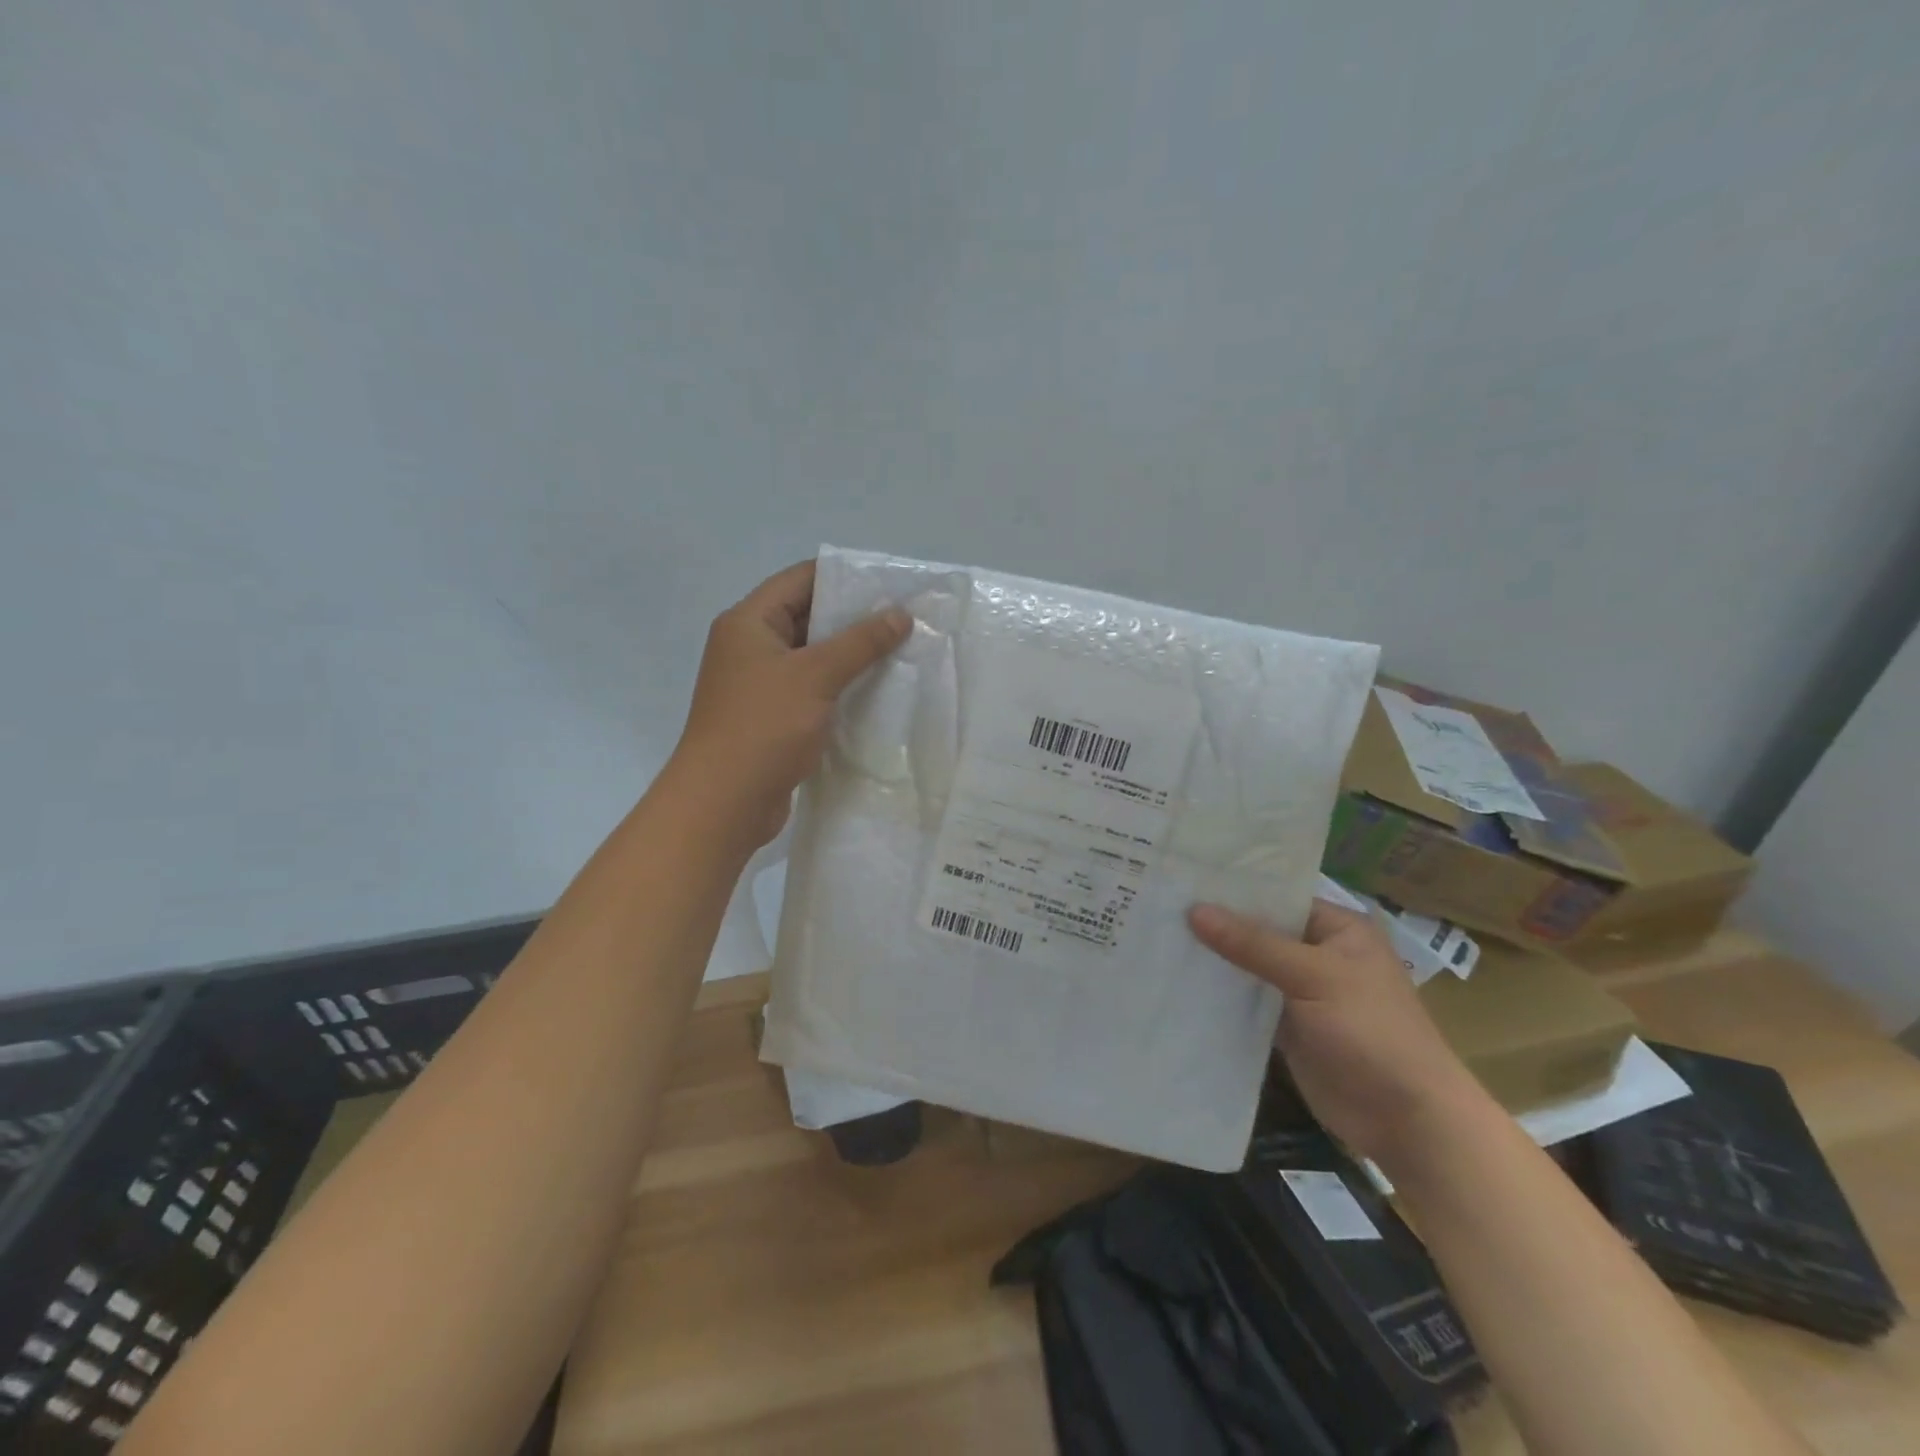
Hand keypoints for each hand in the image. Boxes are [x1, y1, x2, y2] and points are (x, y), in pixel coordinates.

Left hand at [669, 561, 910, 848]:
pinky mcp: (772, 718)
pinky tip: (878, 692)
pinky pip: (811, 690)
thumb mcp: (815, 676)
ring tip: (900, 651)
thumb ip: (860, 642)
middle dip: (854, 618)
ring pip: (812, 657)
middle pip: (807, 617)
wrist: (723, 803)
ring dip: (850, 656)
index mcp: (748, 622)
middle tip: (904, 619)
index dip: (844, 577)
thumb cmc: (764, 727)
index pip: (800, 580)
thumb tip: (900, 613)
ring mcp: (760, 685)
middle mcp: (750, 647)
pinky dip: (840, 687)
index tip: (889, 583)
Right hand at [1188, 899, 1486, 1164]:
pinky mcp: (1288, 1028)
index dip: (1234, 890)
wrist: (1407, 1121)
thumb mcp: (1313, 977)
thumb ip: (1253, 944)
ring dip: (1215, 961)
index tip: (1183, 879)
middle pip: (1260, 932)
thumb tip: (1194, 909)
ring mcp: (1302, 993)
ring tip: (1157, 938)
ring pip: (1250, 967)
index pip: (1278, 897)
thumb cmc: (1371, 1032)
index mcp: (1339, 929)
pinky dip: (1221, 996)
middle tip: (1159, 906)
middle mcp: (1320, 954)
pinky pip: (1248, 1003)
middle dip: (1217, 925)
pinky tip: (1179, 982)